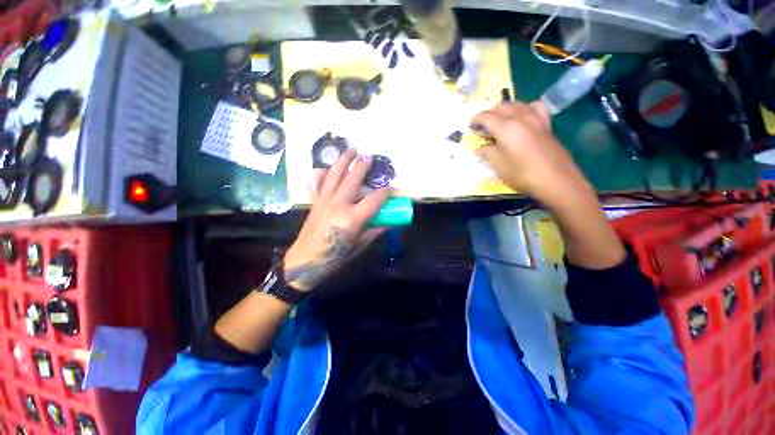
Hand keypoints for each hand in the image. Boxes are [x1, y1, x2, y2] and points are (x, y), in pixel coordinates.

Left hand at [283, 149, 390, 290]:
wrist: (306, 261)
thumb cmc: (336, 256)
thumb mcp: (360, 245)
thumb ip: (376, 230)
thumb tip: (391, 222)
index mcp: (352, 218)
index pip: (375, 199)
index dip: (386, 192)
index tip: (393, 188)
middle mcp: (338, 204)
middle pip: (353, 179)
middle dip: (362, 166)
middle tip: (369, 156)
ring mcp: (324, 200)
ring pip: (334, 175)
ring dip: (343, 161)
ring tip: (351, 150)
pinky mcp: (314, 202)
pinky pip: (316, 183)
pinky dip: (320, 174)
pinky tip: (324, 168)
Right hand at [471, 101, 591, 204]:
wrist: (555, 179)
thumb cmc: (522, 173)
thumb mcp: (498, 165)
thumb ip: (487, 152)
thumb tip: (479, 148)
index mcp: (506, 127)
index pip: (486, 116)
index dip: (475, 120)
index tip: (470, 128)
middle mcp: (521, 117)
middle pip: (501, 106)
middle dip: (489, 114)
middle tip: (483, 128)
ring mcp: (536, 119)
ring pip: (517, 104)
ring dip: (505, 110)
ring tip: (499, 123)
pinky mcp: (546, 125)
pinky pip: (535, 108)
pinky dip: (525, 109)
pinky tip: (523, 118)